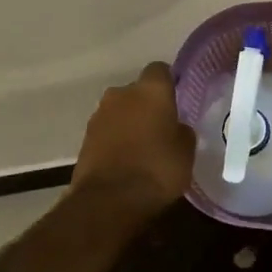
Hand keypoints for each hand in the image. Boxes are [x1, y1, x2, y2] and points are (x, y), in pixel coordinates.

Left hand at [71, 62, 194, 218]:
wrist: (108, 201)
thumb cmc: (157, 169)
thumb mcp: (186, 151)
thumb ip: (182, 130)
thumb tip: (175, 127)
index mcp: (150, 90)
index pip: (160, 70)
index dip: (169, 83)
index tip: (177, 100)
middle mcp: (121, 93)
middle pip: (137, 91)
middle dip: (147, 104)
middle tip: (161, 127)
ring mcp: (99, 115)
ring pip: (120, 110)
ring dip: (129, 122)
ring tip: (142, 147)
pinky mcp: (84, 138)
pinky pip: (107, 131)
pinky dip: (115, 140)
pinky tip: (125, 160)